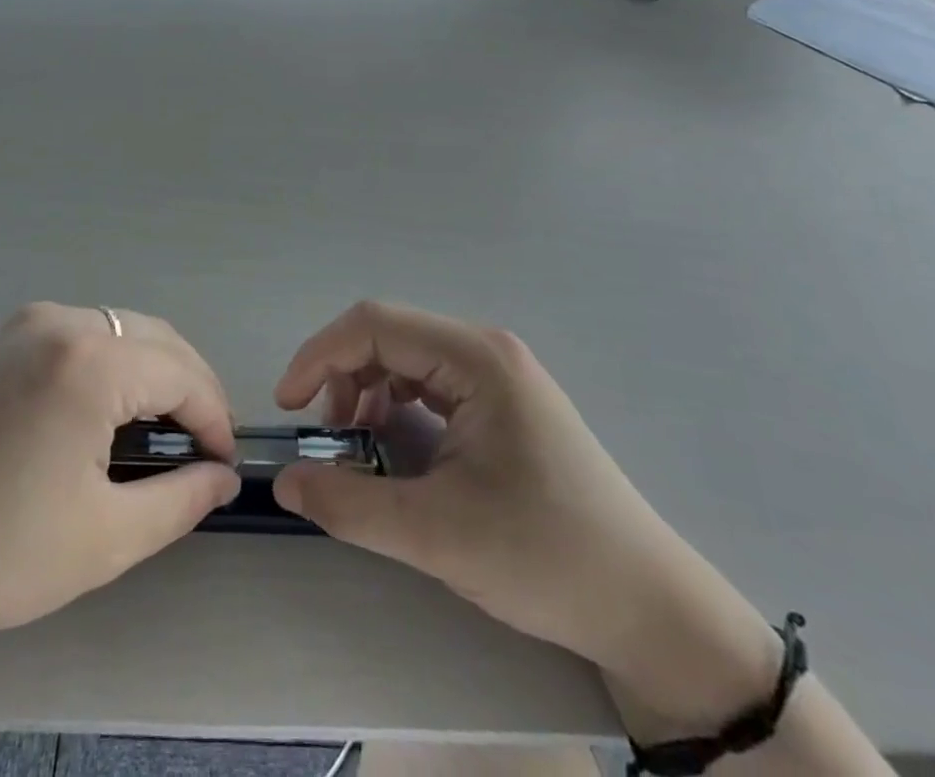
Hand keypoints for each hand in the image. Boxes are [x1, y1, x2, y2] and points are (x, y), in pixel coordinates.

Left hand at [0, 303, 239, 675]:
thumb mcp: (99, 539)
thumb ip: (178, 501)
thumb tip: (222, 477)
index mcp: (89, 361)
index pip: (182, 374)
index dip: (213, 418)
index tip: (224, 465)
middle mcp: (58, 321)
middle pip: (153, 339)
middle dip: (188, 388)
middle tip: (199, 448)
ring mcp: (20, 324)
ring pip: (115, 332)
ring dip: (149, 373)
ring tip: (155, 434)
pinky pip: (74, 337)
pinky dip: (106, 366)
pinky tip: (99, 415)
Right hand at [272, 302, 779, 725]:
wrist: (650, 609)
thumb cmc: (547, 558)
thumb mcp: (438, 534)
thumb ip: (350, 504)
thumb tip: (284, 482)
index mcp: (476, 359)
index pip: (374, 325)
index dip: (320, 356)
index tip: (289, 407)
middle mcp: (486, 351)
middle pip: (389, 337)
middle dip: (344, 377)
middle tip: (328, 437)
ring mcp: (499, 376)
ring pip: (407, 359)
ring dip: (368, 392)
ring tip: (359, 446)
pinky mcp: (503, 404)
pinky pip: (431, 384)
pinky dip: (396, 406)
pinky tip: (395, 448)